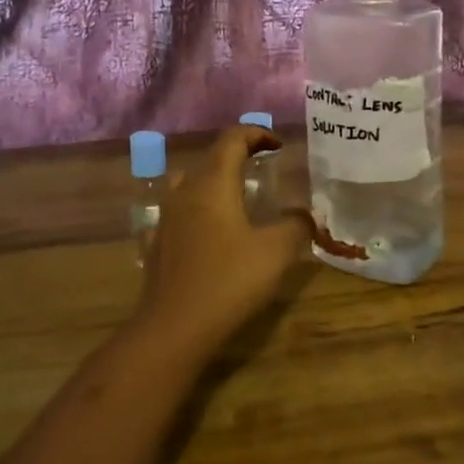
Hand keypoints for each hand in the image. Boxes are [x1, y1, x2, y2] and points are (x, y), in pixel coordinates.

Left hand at [134, 126, 313, 358]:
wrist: (174, 329)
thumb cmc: (228, 281)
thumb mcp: (276, 252)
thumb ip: (296, 226)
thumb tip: (307, 214)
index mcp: (213, 183)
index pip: (232, 139)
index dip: (256, 134)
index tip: (278, 145)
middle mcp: (185, 191)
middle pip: (210, 158)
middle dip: (238, 155)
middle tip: (263, 166)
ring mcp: (166, 218)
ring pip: (188, 183)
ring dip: (213, 181)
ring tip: (235, 196)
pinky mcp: (156, 245)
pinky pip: (177, 214)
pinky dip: (195, 211)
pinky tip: (205, 231)